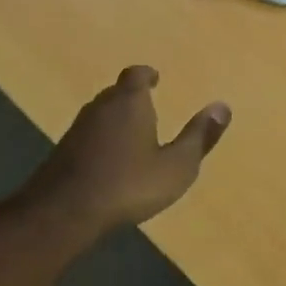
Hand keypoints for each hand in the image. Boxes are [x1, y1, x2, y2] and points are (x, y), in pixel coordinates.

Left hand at [21, 66, 231, 235]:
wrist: (65, 211)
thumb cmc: (128, 184)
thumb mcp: (176, 166)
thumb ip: (199, 137)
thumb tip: (222, 106)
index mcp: (130, 102)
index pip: (136, 75)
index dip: (146, 75)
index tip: (155, 79)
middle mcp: (101, 107)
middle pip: (117, 92)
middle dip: (132, 97)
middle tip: (147, 106)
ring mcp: (78, 128)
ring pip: (100, 114)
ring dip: (115, 119)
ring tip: (132, 134)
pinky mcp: (62, 151)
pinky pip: (88, 136)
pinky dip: (100, 140)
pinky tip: (108, 160)